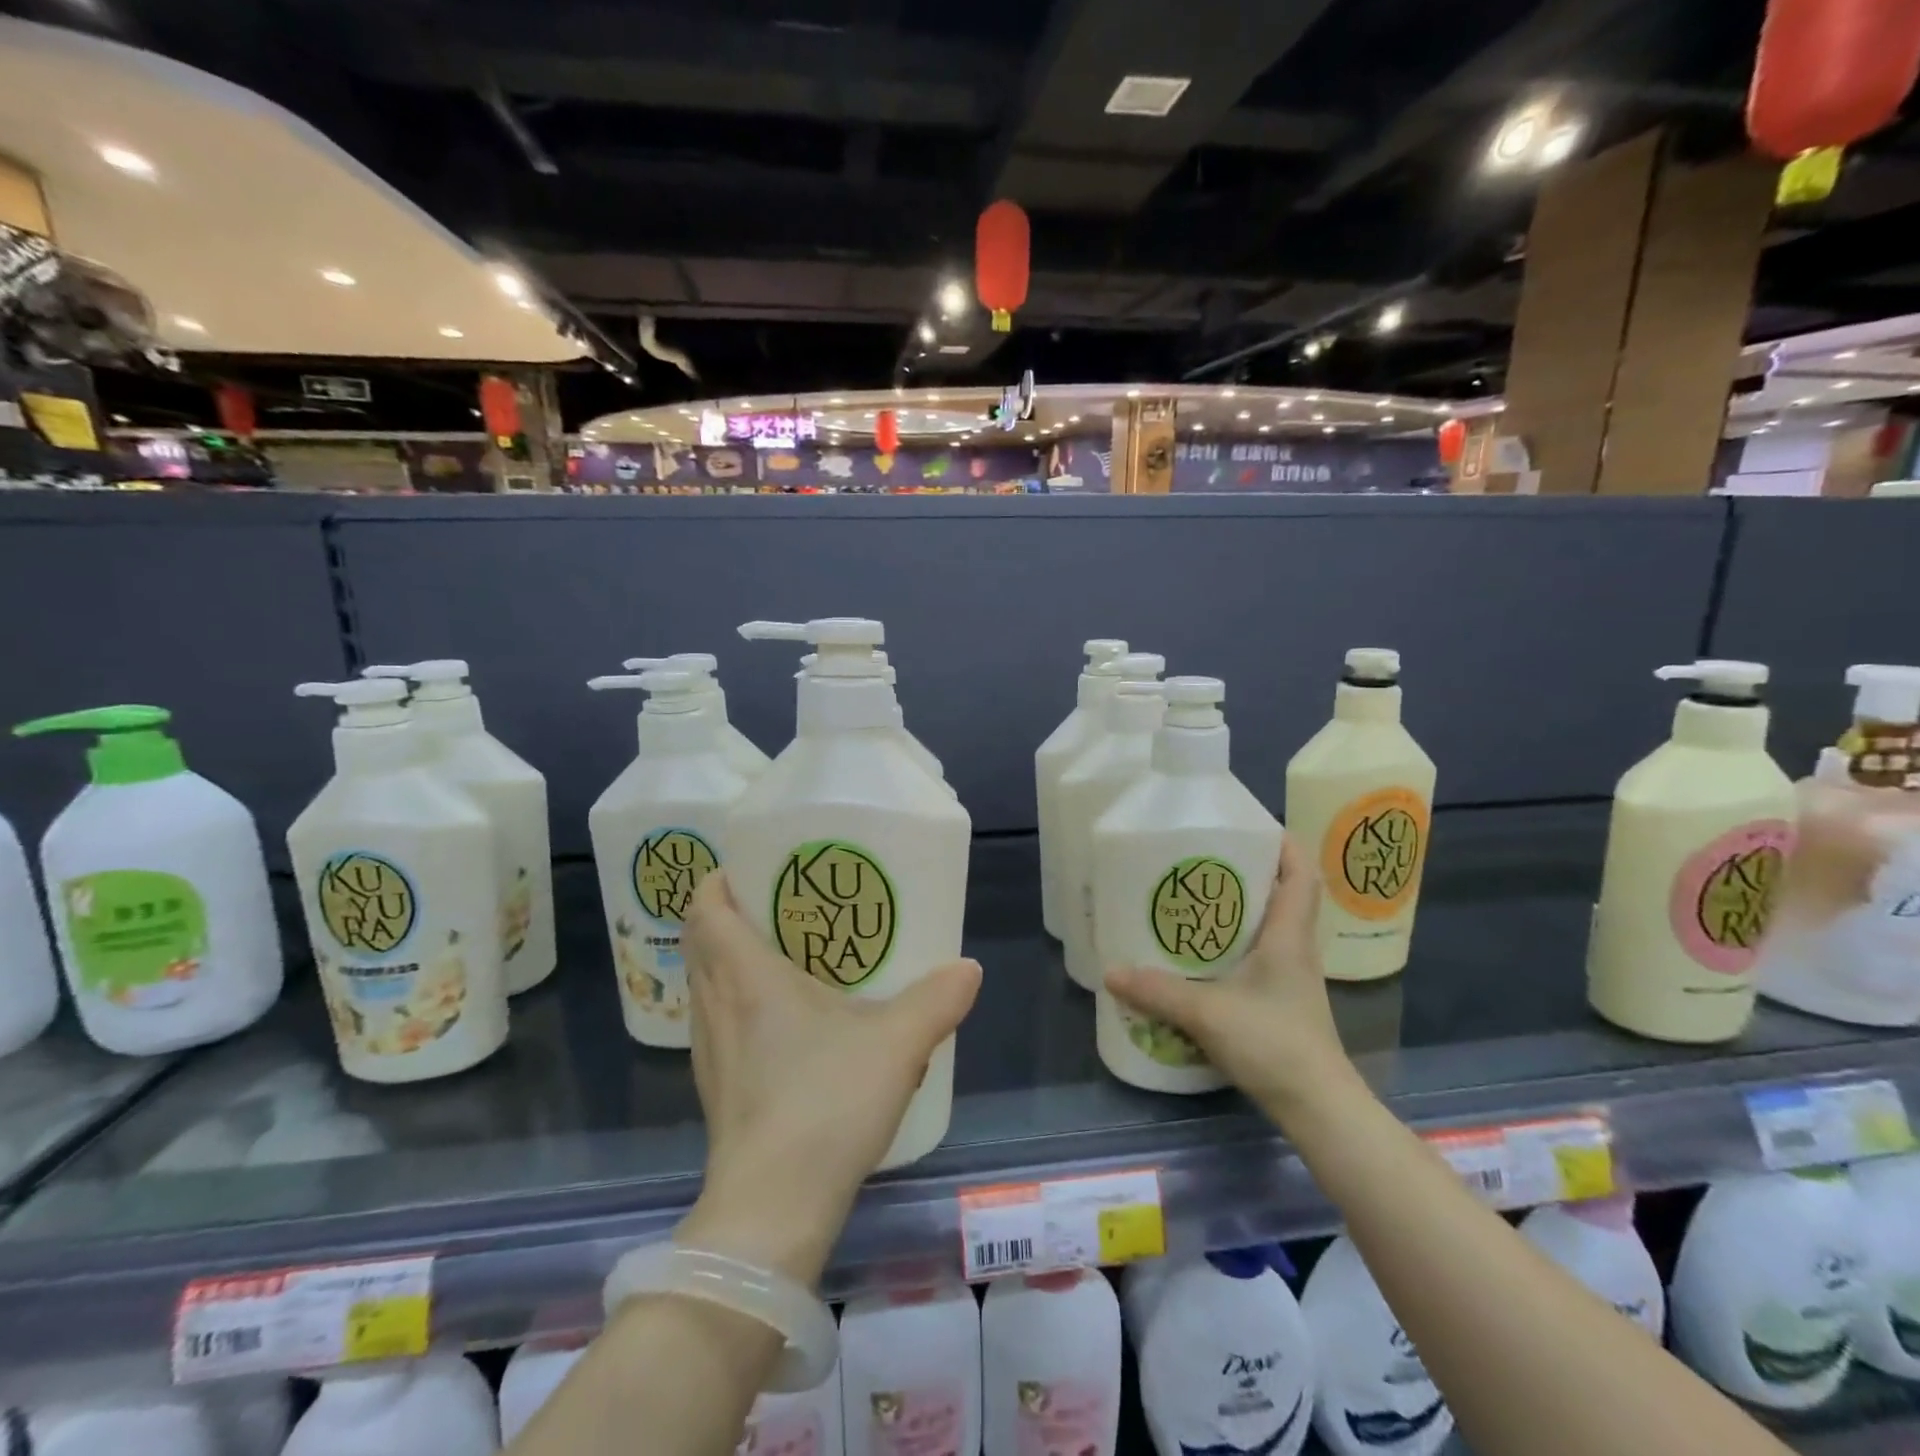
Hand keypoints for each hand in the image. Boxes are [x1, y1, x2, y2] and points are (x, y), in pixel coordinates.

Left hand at [675, 870, 981, 1284]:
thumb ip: (936, 1001)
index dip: (718, 881)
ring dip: (728, 960)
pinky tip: (781, 1023)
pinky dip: (736, 1003)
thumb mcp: (896, 1045)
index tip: (749, 866)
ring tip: (782, 953)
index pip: (707, 909)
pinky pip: (716, 1023)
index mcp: (746, 978)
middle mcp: (716, 1006)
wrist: (772, 1210)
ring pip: (705, 985)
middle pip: (701, 942)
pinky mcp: (715, 1089)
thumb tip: (969, 968)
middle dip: (727, 914)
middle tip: (779, 902)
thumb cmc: (825, 1105)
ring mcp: (709, 1052)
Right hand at [1105, 834, 1359, 1124]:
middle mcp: (1296, 948)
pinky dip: (1234, 943)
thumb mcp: (1208, 1013)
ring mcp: (1292, 976)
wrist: (1318, 1108)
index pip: (1302, 874)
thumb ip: (1158, 991)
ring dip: (1239, 908)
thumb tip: (1112, 971)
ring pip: (1269, 925)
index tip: (1250, 826)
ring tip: (1194, 899)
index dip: (1283, 844)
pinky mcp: (1281, 1000)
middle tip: (1202, 859)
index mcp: (1289, 936)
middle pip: (1282, 893)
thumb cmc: (1275, 1044)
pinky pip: (1260, 955)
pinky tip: (1201, 953)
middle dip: (1248, 870)